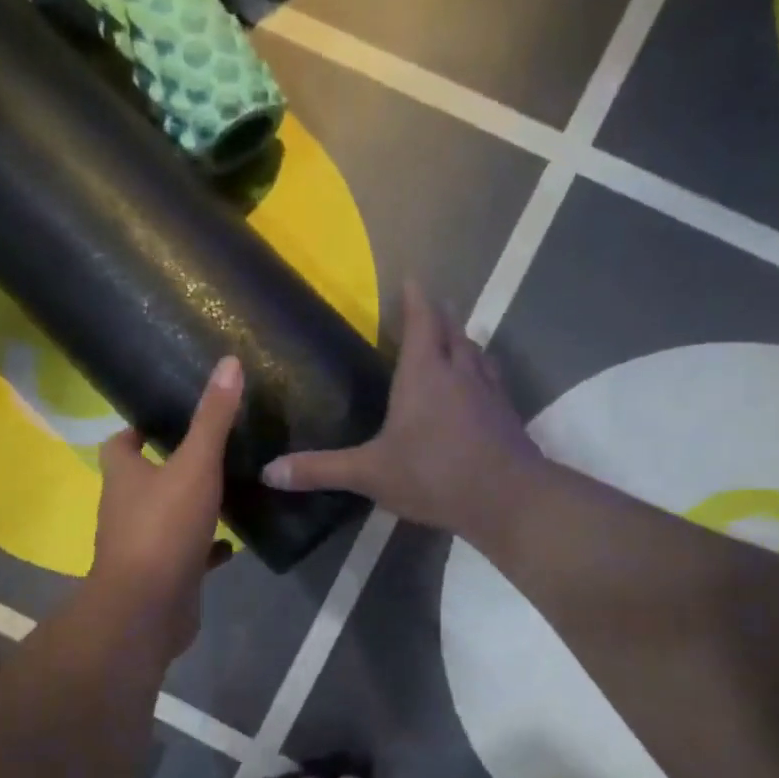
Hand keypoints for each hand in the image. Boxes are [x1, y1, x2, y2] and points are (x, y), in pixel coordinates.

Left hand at [85, 356, 242, 659]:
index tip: (166, 418)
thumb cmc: (164, 528)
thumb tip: (228, 363)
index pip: (119, 444)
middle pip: (145, 479)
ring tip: (229, 488)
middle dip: (173, 465)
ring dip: (191, 505)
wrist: (148, 609)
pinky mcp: (164, 574)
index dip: (137, 430)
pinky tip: (233, 542)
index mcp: (124, 476)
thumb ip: (212, 418)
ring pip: (167, 516)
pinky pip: (187, 553)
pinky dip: (206, 546)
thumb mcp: (195, 465)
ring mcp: (143, 544)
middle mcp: (126, 508)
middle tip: (212, 449)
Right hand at [261, 282, 540, 543]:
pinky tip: (478, 387)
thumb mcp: (370, 473)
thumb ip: (321, 470)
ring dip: (463, 340)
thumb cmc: (434, 474)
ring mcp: (489, 391)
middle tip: (429, 306)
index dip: (415, 298)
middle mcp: (459, 371)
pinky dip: (481, 372)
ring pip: (476, 352)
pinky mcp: (507, 415)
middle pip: (452, 330)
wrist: (508, 498)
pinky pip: (492, 379)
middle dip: (440, 314)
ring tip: (453, 340)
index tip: (412, 279)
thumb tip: (269, 472)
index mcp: (424, 373)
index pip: (421, 320)